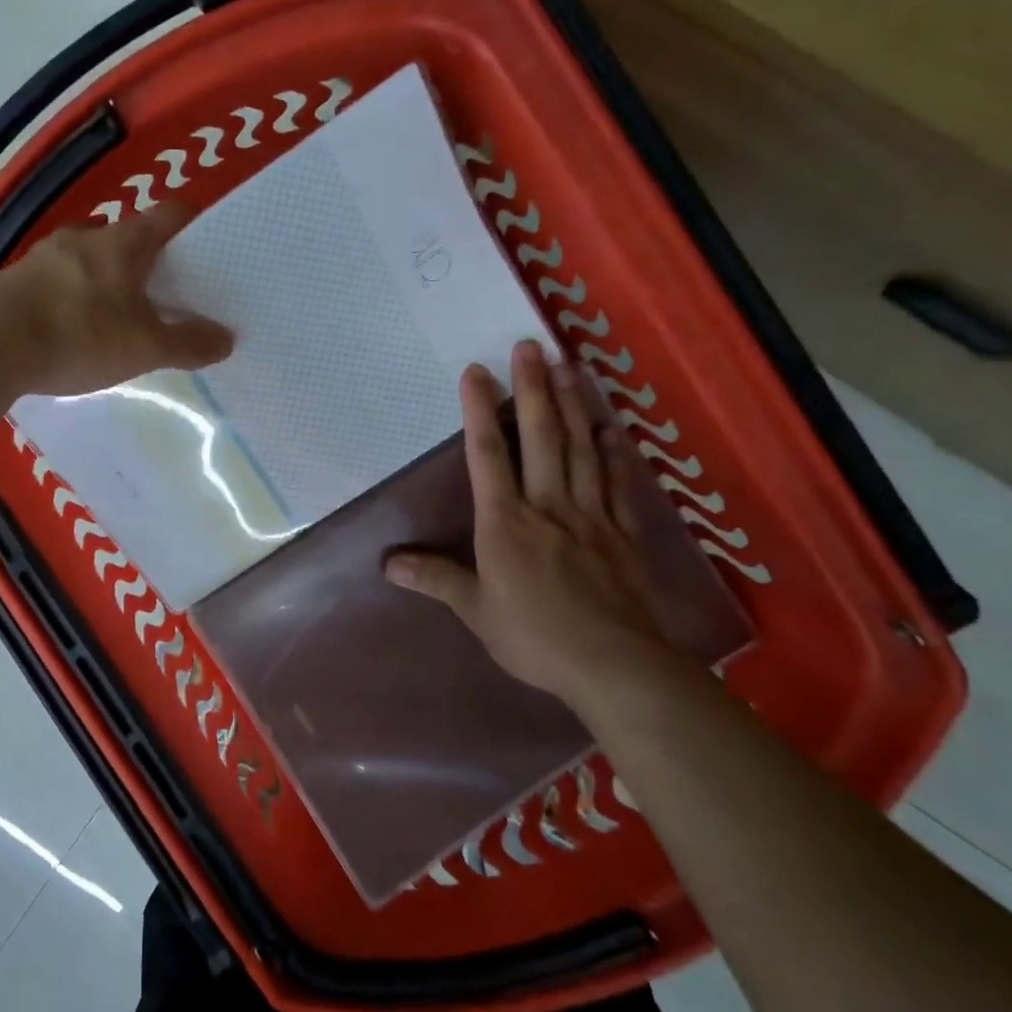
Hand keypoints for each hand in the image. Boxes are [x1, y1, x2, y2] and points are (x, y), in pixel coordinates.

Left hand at [0, 201, 232, 396]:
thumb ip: (187, 343)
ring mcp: (46, 255)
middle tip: (167, 289)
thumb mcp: (144, 347)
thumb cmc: (79, 335)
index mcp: (124, 241)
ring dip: (108, 276)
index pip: (170, 214)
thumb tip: (227, 339)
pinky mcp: (16, 279)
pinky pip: (59, 279)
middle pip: (128, 235)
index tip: (212, 244)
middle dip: (149, 259)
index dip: (194, 224)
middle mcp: (85, 236)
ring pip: (90, 256)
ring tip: (121, 311)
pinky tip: (76, 326)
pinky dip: (76, 294)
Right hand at [384, 341, 673, 706]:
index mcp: (505, 522)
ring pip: (581, 450)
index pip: (488, 456)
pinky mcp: (623, 533)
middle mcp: (547, 506)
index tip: (476, 372)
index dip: (480, 411)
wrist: (614, 665)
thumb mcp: (475, 610)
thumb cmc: (534, 636)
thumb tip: (388, 563)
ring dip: (573, 405)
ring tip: (569, 366)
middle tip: (530, 346)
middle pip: (541, 438)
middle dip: (532, 389)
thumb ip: (436, 579)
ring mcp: (590, 516)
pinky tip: (610, 427)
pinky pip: (618, 483)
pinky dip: (614, 452)